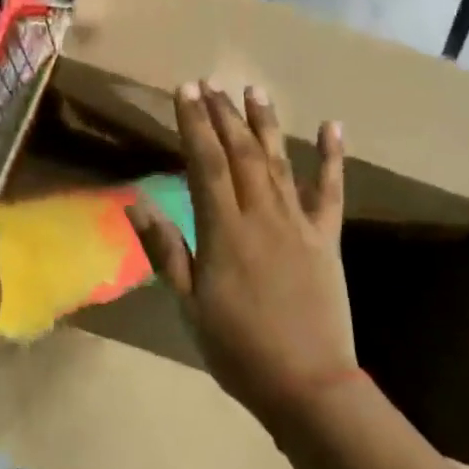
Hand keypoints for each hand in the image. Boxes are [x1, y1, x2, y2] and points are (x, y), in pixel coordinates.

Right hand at [126, 83, 356, 427]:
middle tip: (209, 83)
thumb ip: (166, 250)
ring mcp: (299, 223)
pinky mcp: (326, 237)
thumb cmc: (238, 349)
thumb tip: (136, 203)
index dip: (194, 124)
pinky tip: (332, 126)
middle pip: (241, 153)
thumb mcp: (189, 306)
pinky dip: (332, 157)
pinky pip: (330, 191)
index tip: (185, 91)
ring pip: (278, 161)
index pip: (206, 164)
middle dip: (222, 114)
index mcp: (224, 231)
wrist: (308, 386)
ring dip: (264, 123)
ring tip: (252, 90)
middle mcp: (262, 215)